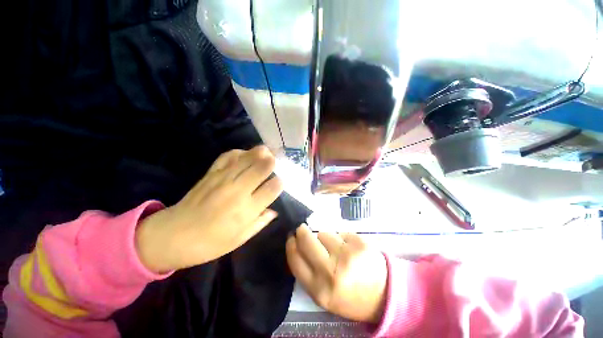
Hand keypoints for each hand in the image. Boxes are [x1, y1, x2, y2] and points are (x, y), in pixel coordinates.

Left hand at [136, 146, 283, 272]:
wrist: (172, 235)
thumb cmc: (210, 243)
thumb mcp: (239, 239)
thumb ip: (260, 223)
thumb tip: (274, 211)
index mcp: (246, 210)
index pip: (271, 189)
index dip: (280, 183)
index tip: (281, 182)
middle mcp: (237, 191)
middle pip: (260, 169)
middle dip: (272, 161)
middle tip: (278, 159)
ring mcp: (223, 179)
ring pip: (246, 159)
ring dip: (258, 152)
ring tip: (267, 150)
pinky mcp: (211, 174)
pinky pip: (227, 157)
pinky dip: (238, 152)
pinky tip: (244, 153)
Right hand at [286, 225, 387, 323]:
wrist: (383, 295)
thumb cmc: (350, 296)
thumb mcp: (323, 295)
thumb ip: (307, 273)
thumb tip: (296, 244)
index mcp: (319, 290)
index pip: (295, 259)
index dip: (291, 245)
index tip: (291, 237)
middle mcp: (331, 272)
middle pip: (307, 240)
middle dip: (302, 231)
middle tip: (303, 229)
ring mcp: (347, 255)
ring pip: (324, 233)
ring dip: (326, 237)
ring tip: (336, 249)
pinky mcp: (359, 243)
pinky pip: (340, 232)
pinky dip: (341, 238)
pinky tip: (350, 248)